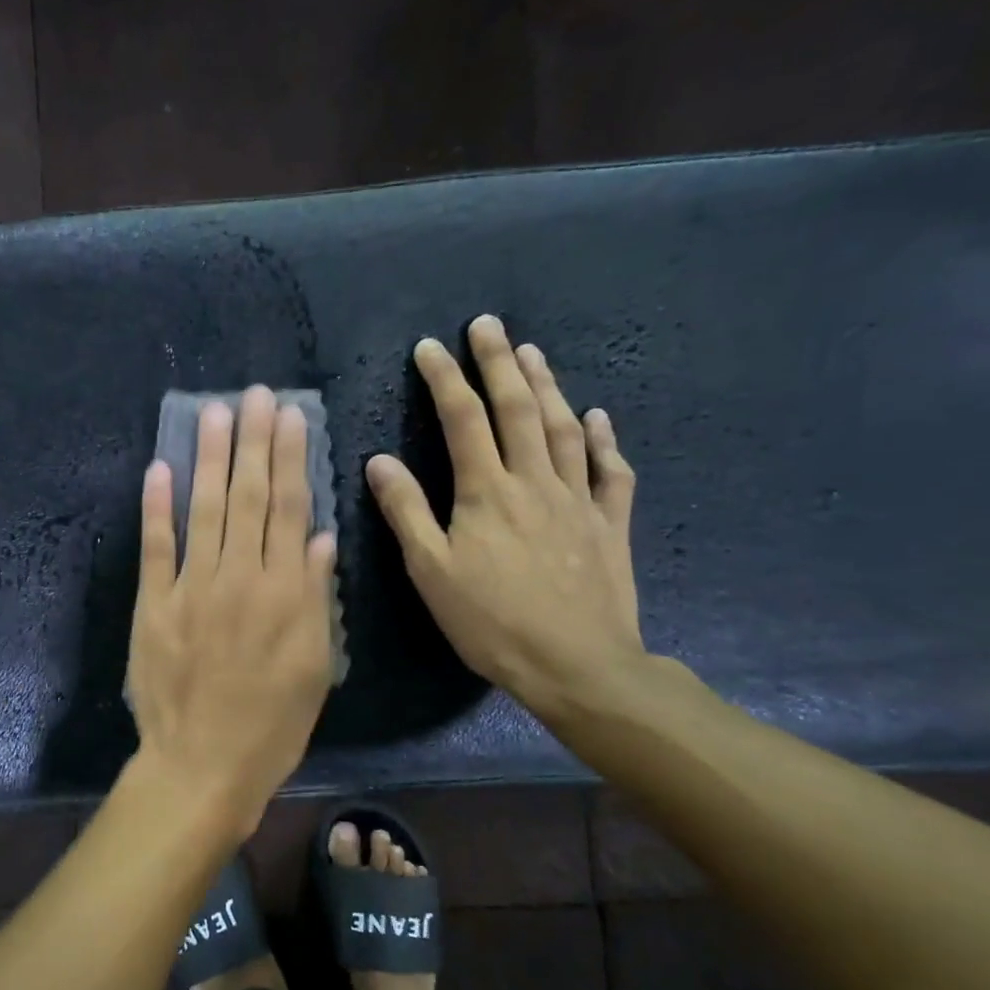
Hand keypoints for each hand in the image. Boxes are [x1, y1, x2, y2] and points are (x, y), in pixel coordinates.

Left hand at [128, 387, 338, 834]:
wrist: (202, 765)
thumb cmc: (271, 725)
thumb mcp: (314, 668)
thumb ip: (316, 599)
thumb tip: (322, 540)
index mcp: (284, 593)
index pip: (290, 510)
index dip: (290, 459)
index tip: (289, 417)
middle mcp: (239, 578)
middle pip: (249, 498)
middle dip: (252, 442)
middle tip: (253, 396)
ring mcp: (191, 588)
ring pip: (204, 510)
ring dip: (210, 459)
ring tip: (214, 414)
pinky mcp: (153, 605)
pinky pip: (155, 547)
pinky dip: (156, 507)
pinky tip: (160, 469)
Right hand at [365, 315, 644, 722]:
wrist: (577, 664)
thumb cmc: (491, 621)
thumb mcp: (431, 571)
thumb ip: (405, 512)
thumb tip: (379, 461)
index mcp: (486, 492)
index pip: (463, 419)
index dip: (445, 379)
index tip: (429, 347)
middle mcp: (534, 482)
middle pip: (517, 409)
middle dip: (499, 363)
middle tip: (488, 325)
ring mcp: (578, 499)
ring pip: (564, 428)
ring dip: (547, 386)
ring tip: (533, 352)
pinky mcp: (609, 524)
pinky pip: (610, 471)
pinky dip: (604, 438)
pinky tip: (597, 416)